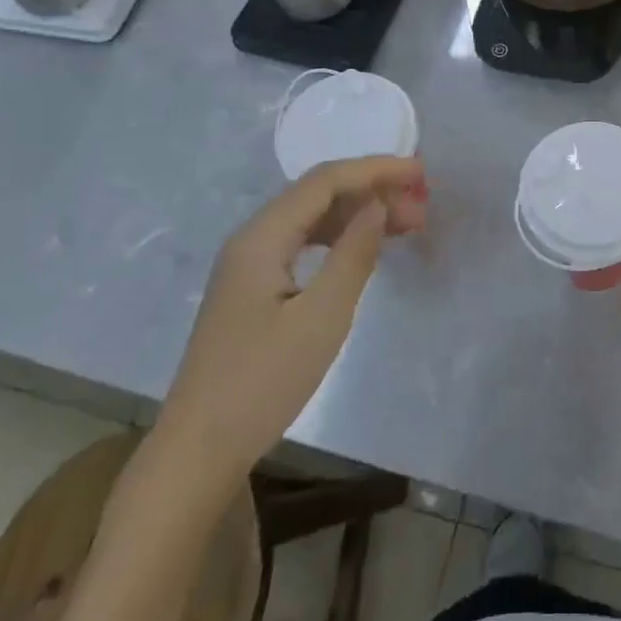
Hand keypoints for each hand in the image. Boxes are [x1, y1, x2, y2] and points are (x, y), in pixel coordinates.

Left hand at [157, 157, 426, 481]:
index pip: (325, 181)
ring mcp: (249, 264)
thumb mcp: (322, 316)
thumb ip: (354, 253)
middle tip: (421, 207)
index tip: (420, 172)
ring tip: (405, 225)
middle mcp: (252, 239)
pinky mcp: (253, 289)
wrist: (198, 451)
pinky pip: (303, 243)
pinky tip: (364, 249)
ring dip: (358, 214)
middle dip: (372, 190)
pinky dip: (340, 238)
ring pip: (312, 219)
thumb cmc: (263, 382)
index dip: (375, 170)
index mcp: (262, 237)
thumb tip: (378, 205)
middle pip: (318, 194)